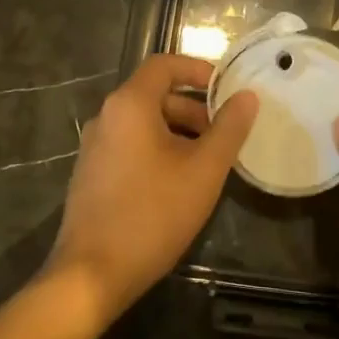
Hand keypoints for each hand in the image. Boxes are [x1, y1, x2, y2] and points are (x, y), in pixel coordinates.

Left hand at [46, 54, 256, 325]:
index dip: (198, 69)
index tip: (226, 88)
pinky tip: (179, 184)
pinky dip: (158, 150)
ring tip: (208, 163)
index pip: (164, 64)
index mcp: (129, 105)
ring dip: (179, 132)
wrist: (91, 274)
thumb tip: (247, 97)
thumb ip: (229, 129)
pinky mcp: (91, 174)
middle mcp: (106, 117)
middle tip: (224, 135)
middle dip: (194, 108)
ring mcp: (94, 147)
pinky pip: (131, 145)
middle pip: (155, 94)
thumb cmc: (152, 214)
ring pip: (144, 123)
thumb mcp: (203, 171)